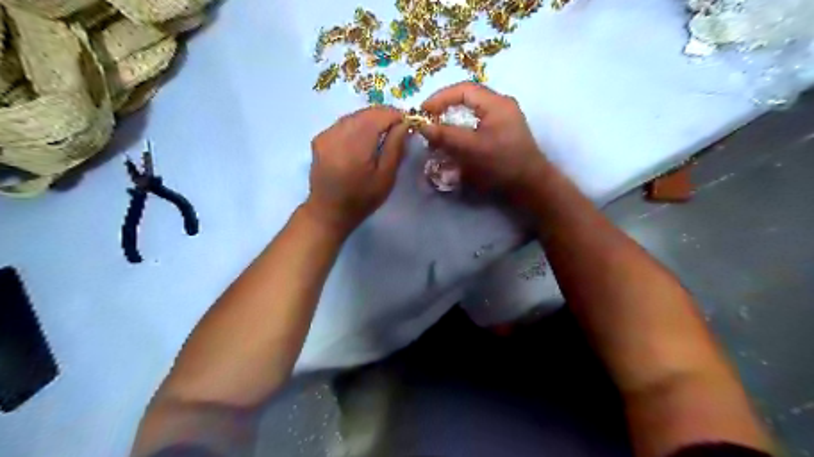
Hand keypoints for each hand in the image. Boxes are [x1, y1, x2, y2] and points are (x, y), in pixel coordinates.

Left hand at [304, 106, 410, 235]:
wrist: (328, 212)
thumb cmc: (361, 199)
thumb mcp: (386, 177)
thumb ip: (395, 147)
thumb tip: (404, 124)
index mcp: (356, 144)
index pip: (379, 115)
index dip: (396, 115)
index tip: (408, 125)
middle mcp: (338, 133)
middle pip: (366, 112)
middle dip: (384, 116)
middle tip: (397, 129)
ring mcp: (326, 134)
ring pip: (354, 116)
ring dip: (371, 120)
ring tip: (382, 134)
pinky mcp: (320, 138)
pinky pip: (343, 123)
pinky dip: (357, 126)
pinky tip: (363, 140)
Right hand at [420, 82, 545, 193]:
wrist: (530, 185)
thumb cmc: (502, 164)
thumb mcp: (472, 149)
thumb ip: (446, 136)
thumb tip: (423, 126)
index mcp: (496, 103)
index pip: (463, 90)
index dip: (440, 98)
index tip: (423, 112)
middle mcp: (501, 105)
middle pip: (467, 99)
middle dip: (445, 109)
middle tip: (429, 122)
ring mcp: (503, 119)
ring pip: (472, 112)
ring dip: (453, 120)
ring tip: (438, 133)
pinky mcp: (503, 133)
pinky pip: (478, 124)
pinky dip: (463, 130)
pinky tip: (454, 142)